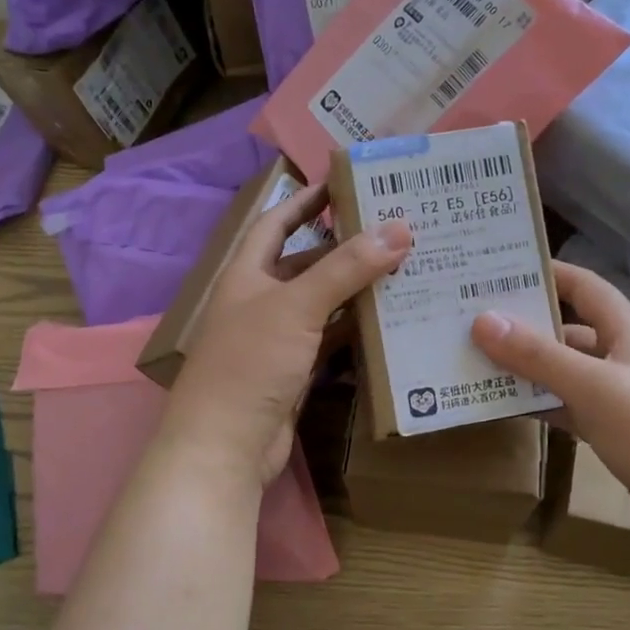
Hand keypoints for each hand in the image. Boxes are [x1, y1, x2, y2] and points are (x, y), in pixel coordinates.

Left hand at [165, 183, 410, 488]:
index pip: (276, 223)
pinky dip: (355, 327)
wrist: (225, 447)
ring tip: (403, 267)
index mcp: (246, 274)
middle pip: (306, 262)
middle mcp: (260, 301)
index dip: (305, 200)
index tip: (343, 182)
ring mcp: (278, 339)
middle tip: (393, 229)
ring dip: (355, 288)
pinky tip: (390, 318)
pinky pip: (330, 338)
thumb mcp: (296, 306)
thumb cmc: (250, 363)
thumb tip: (399, 228)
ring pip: (322, 302)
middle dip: (344, 246)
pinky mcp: (295, 371)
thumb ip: (346, 267)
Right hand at [470, 262, 629, 553]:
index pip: (585, 287)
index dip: (547, 273)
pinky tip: (504, 407)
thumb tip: (483, 319)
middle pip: (568, 330)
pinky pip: (569, 409)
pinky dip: (540, 405)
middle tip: (469, 320)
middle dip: (524, 325)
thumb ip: (539, 355)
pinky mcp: (616, 436)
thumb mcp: (596, 388)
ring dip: (526, 369)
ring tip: (474, 361)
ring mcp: (621, 400)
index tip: (498, 268)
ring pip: (564, 373)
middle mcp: (625, 359)